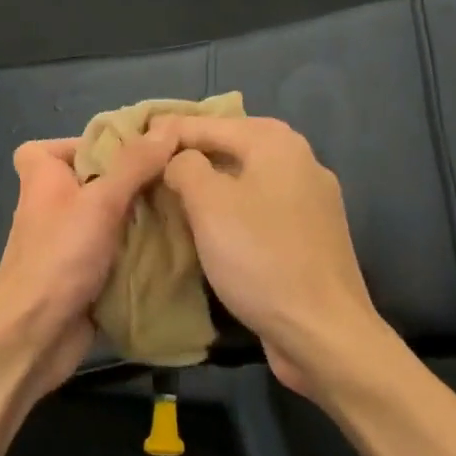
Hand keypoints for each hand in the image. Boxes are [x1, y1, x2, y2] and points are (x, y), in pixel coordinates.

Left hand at [0, 131, 177, 396]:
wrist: (34, 335)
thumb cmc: (59, 257)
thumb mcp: (100, 202)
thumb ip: (134, 164)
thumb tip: (168, 126)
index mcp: (42, 177)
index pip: (62, 144)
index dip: (94, 142)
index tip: (135, 148)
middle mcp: (52, 203)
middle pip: (96, 179)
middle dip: (135, 179)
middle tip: (175, 175)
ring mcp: (67, 240)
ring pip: (111, 215)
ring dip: (142, 215)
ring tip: (185, 205)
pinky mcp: (83, 271)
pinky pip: (116, 248)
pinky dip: (139, 246)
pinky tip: (175, 242)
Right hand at [160, 116, 401, 399]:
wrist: (322, 332)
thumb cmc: (260, 258)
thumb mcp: (209, 203)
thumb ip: (186, 166)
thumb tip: (179, 160)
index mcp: (277, 144)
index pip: (210, 123)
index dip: (169, 131)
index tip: (132, 142)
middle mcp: (300, 162)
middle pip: (232, 147)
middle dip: (190, 155)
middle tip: (148, 167)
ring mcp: (310, 201)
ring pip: (246, 180)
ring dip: (210, 185)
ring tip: (170, 194)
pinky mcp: (310, 236)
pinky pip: (260, 209)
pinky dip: (231, 210)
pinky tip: (208, 227)